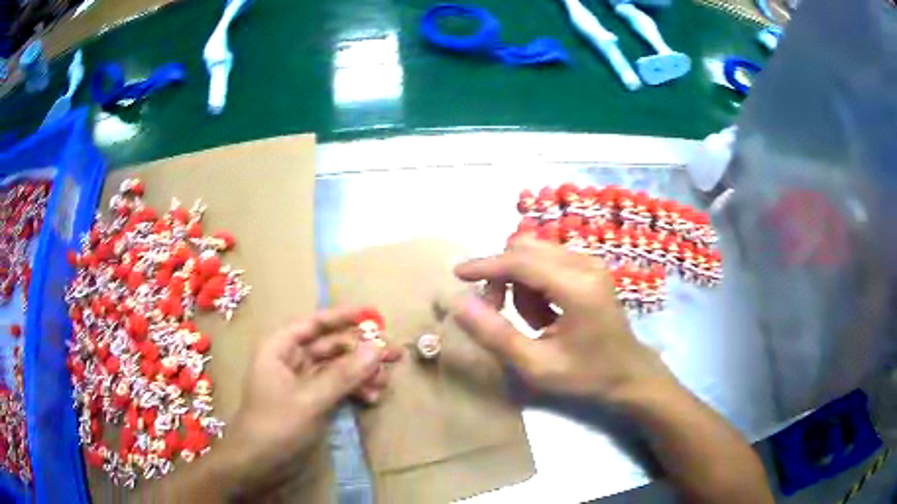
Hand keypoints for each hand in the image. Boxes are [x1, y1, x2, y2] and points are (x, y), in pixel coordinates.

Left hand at [218, 308, 399, 492]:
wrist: (258, 464)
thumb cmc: (276, 426)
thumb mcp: (310, 399)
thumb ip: (344, 374)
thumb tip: (377, 348)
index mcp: (280, 348)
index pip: (314, 324)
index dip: (343, 317)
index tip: (373, 316)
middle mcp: (291, 360)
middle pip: (330, 346)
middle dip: (361, 351)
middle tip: (394, 355)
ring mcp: (302, 382)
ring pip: (337, 368)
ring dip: (360, 373)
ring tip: (383, 383)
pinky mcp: (311, 401)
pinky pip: (336, 387)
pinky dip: (353, 390)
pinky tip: (371, 398)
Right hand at [453, 236, 671, 400]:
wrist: (628, 373)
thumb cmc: (585, 375)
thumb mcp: (536, 365)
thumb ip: (496, 335)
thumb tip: (459, 303)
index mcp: (577, 288)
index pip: (521, 262)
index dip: (486, 265)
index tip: (458, 274)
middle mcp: (586, 264)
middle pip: (525, 249)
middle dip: (502, 276)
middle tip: (496, 311)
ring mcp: (591, 262)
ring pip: (535, 253)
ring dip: (520, 282)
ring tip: (532, 321)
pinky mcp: (591, 266)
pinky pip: (548, 260)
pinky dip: (535, 283)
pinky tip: (547, 312)